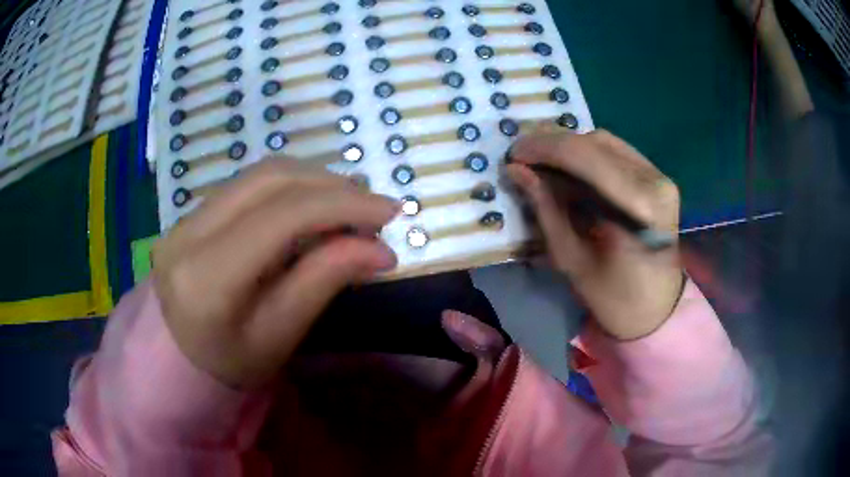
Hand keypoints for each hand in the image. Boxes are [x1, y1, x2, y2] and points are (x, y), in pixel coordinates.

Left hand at [152, 162, 398, 387]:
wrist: (177, 359)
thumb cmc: (231, 364)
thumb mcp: (281, 335)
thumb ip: (324, 282)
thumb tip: (380, 249)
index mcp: (207, 278)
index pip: (280, 217)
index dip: (341, 204)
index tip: (389, 213)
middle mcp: (189, 234)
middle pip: (270, 180)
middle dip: (331, 185)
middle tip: (374, 206)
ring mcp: (185, 217)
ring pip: (259, 174)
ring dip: (313, 180)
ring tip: (349, 202)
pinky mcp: (191, 212)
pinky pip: (247, 185)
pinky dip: (290, 187)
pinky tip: (312, 204)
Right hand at [507, 130, 683, 339]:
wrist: (656, 308)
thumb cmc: (613, 297)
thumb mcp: (571, 258)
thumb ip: (546, 208)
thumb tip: (516, 170)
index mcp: (640, 207)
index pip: (585, 156)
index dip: (544, 148)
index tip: (512, 154)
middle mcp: (655, 181)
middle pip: (595, 142)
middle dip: (553, 145)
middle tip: (522, 158)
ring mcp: (660, 176)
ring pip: (605, 141)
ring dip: (570, 148)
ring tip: (542, 163)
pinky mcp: (658, 177)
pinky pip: (616, 152)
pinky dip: (588, 155)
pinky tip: (569, 169)